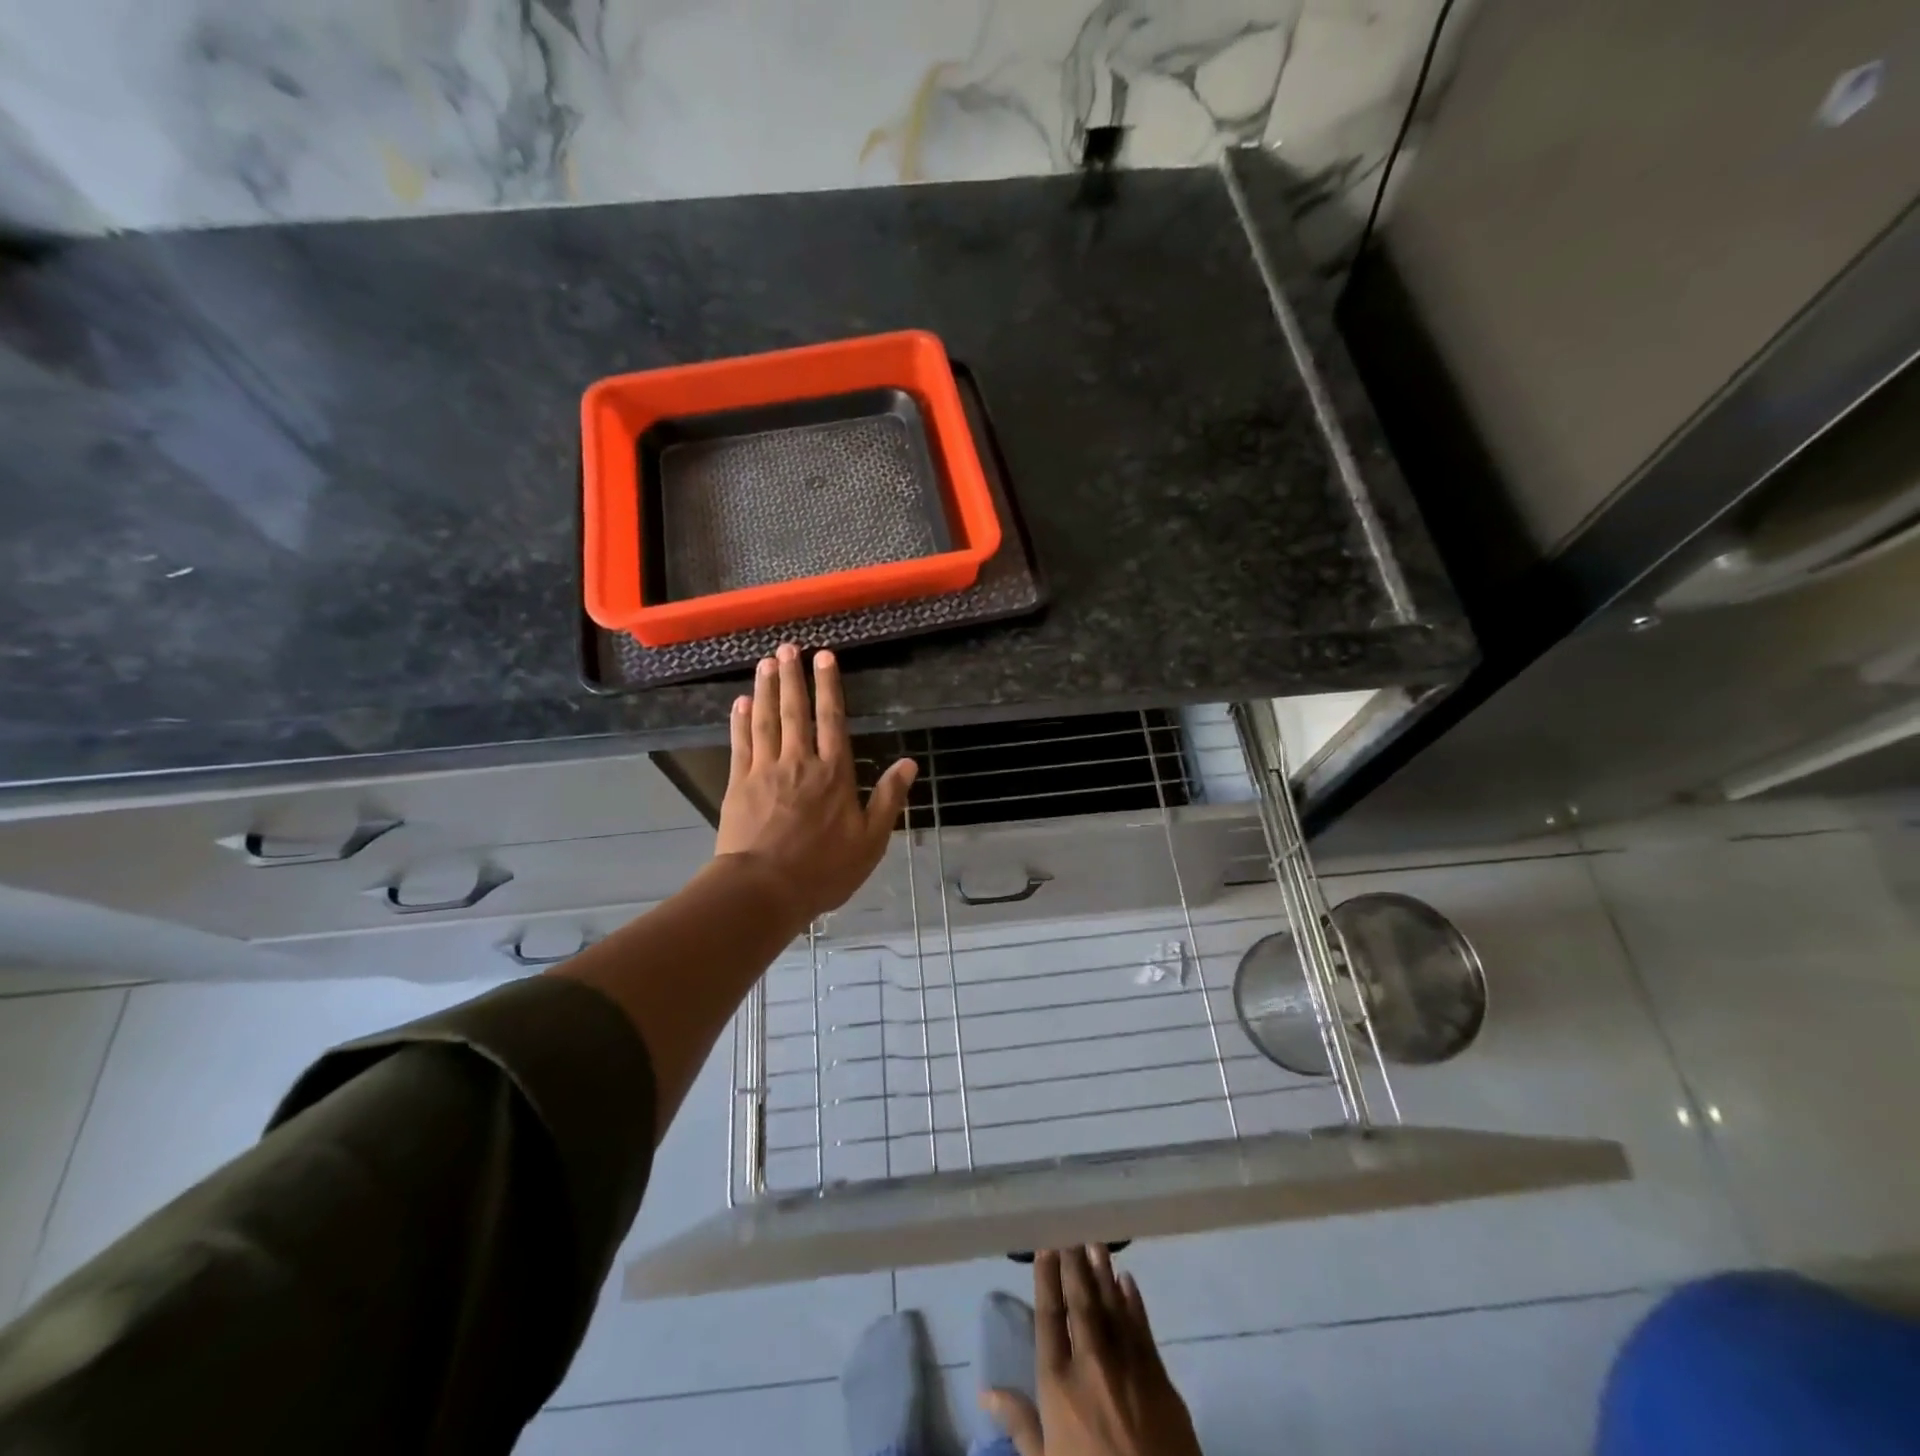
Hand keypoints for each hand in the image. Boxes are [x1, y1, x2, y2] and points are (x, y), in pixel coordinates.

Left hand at [715, 644, 916, 926]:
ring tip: (766, 662)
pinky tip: (740, 702)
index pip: (833, 720)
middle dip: (792, 677)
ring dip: (765, 689)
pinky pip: (741, 743)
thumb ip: (888, 798)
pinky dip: (740, 720)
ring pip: (766, 720)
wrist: (764, 889)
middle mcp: (799, 762)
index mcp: (834, 773)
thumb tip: (909, 763)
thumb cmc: (823, 869)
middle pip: (796, 711)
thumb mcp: (870, 840)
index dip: (829, 686)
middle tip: (788, 647)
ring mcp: (765, 770)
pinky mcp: (738, 784)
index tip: (824, 657)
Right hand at [982, 1247, 1201, 1455]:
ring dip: (1104, 1273)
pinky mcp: (1161, 1379)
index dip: (1047, 1280)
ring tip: (1096, 1243)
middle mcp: (1092, 1364)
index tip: (1046, 1247)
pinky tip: (1128, 1280)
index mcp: (1059, 1385)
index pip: (1049, 1318)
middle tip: (1071, 1232)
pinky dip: (1135, 1302)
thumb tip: (985, 1390)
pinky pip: (1143, 1329)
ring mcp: (1129, 1367)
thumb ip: (1019, 1423)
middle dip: (1075, 1266)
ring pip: (1113, 1307)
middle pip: (1081, 1303)